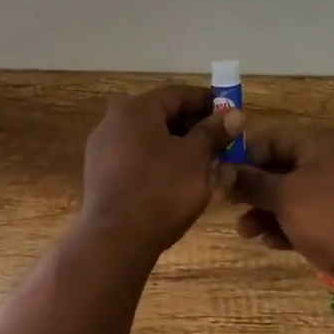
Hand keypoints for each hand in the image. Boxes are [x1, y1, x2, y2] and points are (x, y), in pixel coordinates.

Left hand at [80, 84, 239, 256]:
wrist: (115, 239)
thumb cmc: (161, 191)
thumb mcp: (196, 159)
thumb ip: (214, 132)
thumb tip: (234, 113)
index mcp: (136, 109)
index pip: (177, 93)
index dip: (207, 101)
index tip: (230, 113)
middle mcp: (113, 121)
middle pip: (160, 113)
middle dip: (192, 124)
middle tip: (220, 139)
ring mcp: (101, 148)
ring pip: (147, 136)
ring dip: (176, 142)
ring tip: (203, 160)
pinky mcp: (99, 173)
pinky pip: (134, 155)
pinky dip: (156, 158)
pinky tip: (175, 177)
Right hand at [220, 114, 333, 281]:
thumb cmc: (330, 216)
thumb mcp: (285, 197)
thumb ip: (251, 183)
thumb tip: (220, 170)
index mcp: (317, 144)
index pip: (270, 137)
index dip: (243, 155)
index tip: (221, 176)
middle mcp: (328, 161)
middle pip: (280, 167)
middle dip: (252, 188)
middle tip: (229, 205)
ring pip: (292, 195)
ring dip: (266, 211)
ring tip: (246, 232)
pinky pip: (308, 215)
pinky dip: (288, 225)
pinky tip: (270, 242)